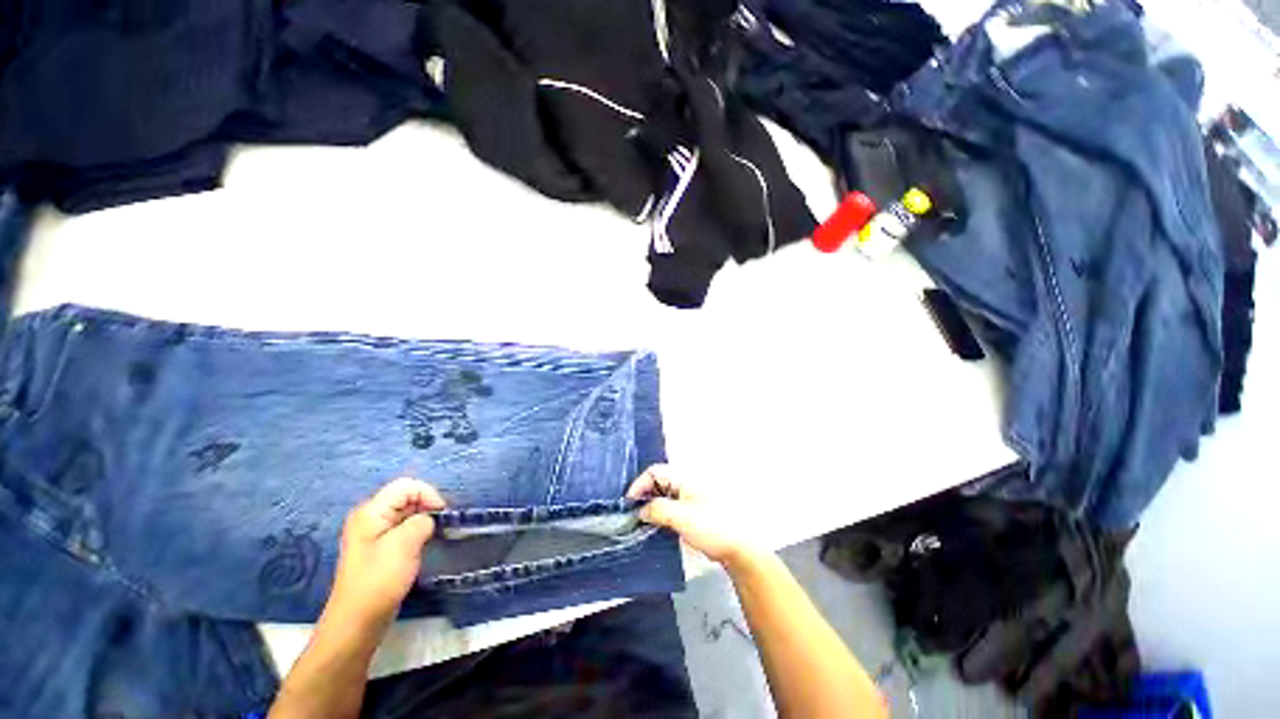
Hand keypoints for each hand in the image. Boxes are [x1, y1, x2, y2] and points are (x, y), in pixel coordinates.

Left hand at [328, 478, 446, 627]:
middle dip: (427, 505)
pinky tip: (423, 544)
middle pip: (406, 496)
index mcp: (370, 512)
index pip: (406, 486)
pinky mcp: (379, 547)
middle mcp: (369, 517)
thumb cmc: (379, 580)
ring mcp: (373, 533)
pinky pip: (403, 527)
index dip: (428, 494)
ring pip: (406, 512)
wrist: (358, 621)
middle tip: (440, 525)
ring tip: (434, 535)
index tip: (442, 514)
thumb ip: (421, 521)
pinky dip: (417, 531)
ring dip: (423, 519)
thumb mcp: (404, 545)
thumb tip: (429, 519)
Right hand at [627, 464, 760, 566]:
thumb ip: (658, 510)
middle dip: (643, 495)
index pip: (654, 472)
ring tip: (641, 522)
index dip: (639, 485)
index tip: (629, 503)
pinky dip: (660, 514)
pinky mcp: (691, 513)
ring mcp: (689, 498)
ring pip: (663, 496)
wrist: (739, 546)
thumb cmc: (711, 527)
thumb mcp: (681, 517)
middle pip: (657, 482)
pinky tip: (655, 526)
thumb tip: (641, 510)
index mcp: (683, 479)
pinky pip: (670, 507)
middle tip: (632, 514)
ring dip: (651, 506)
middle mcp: (685, 485)